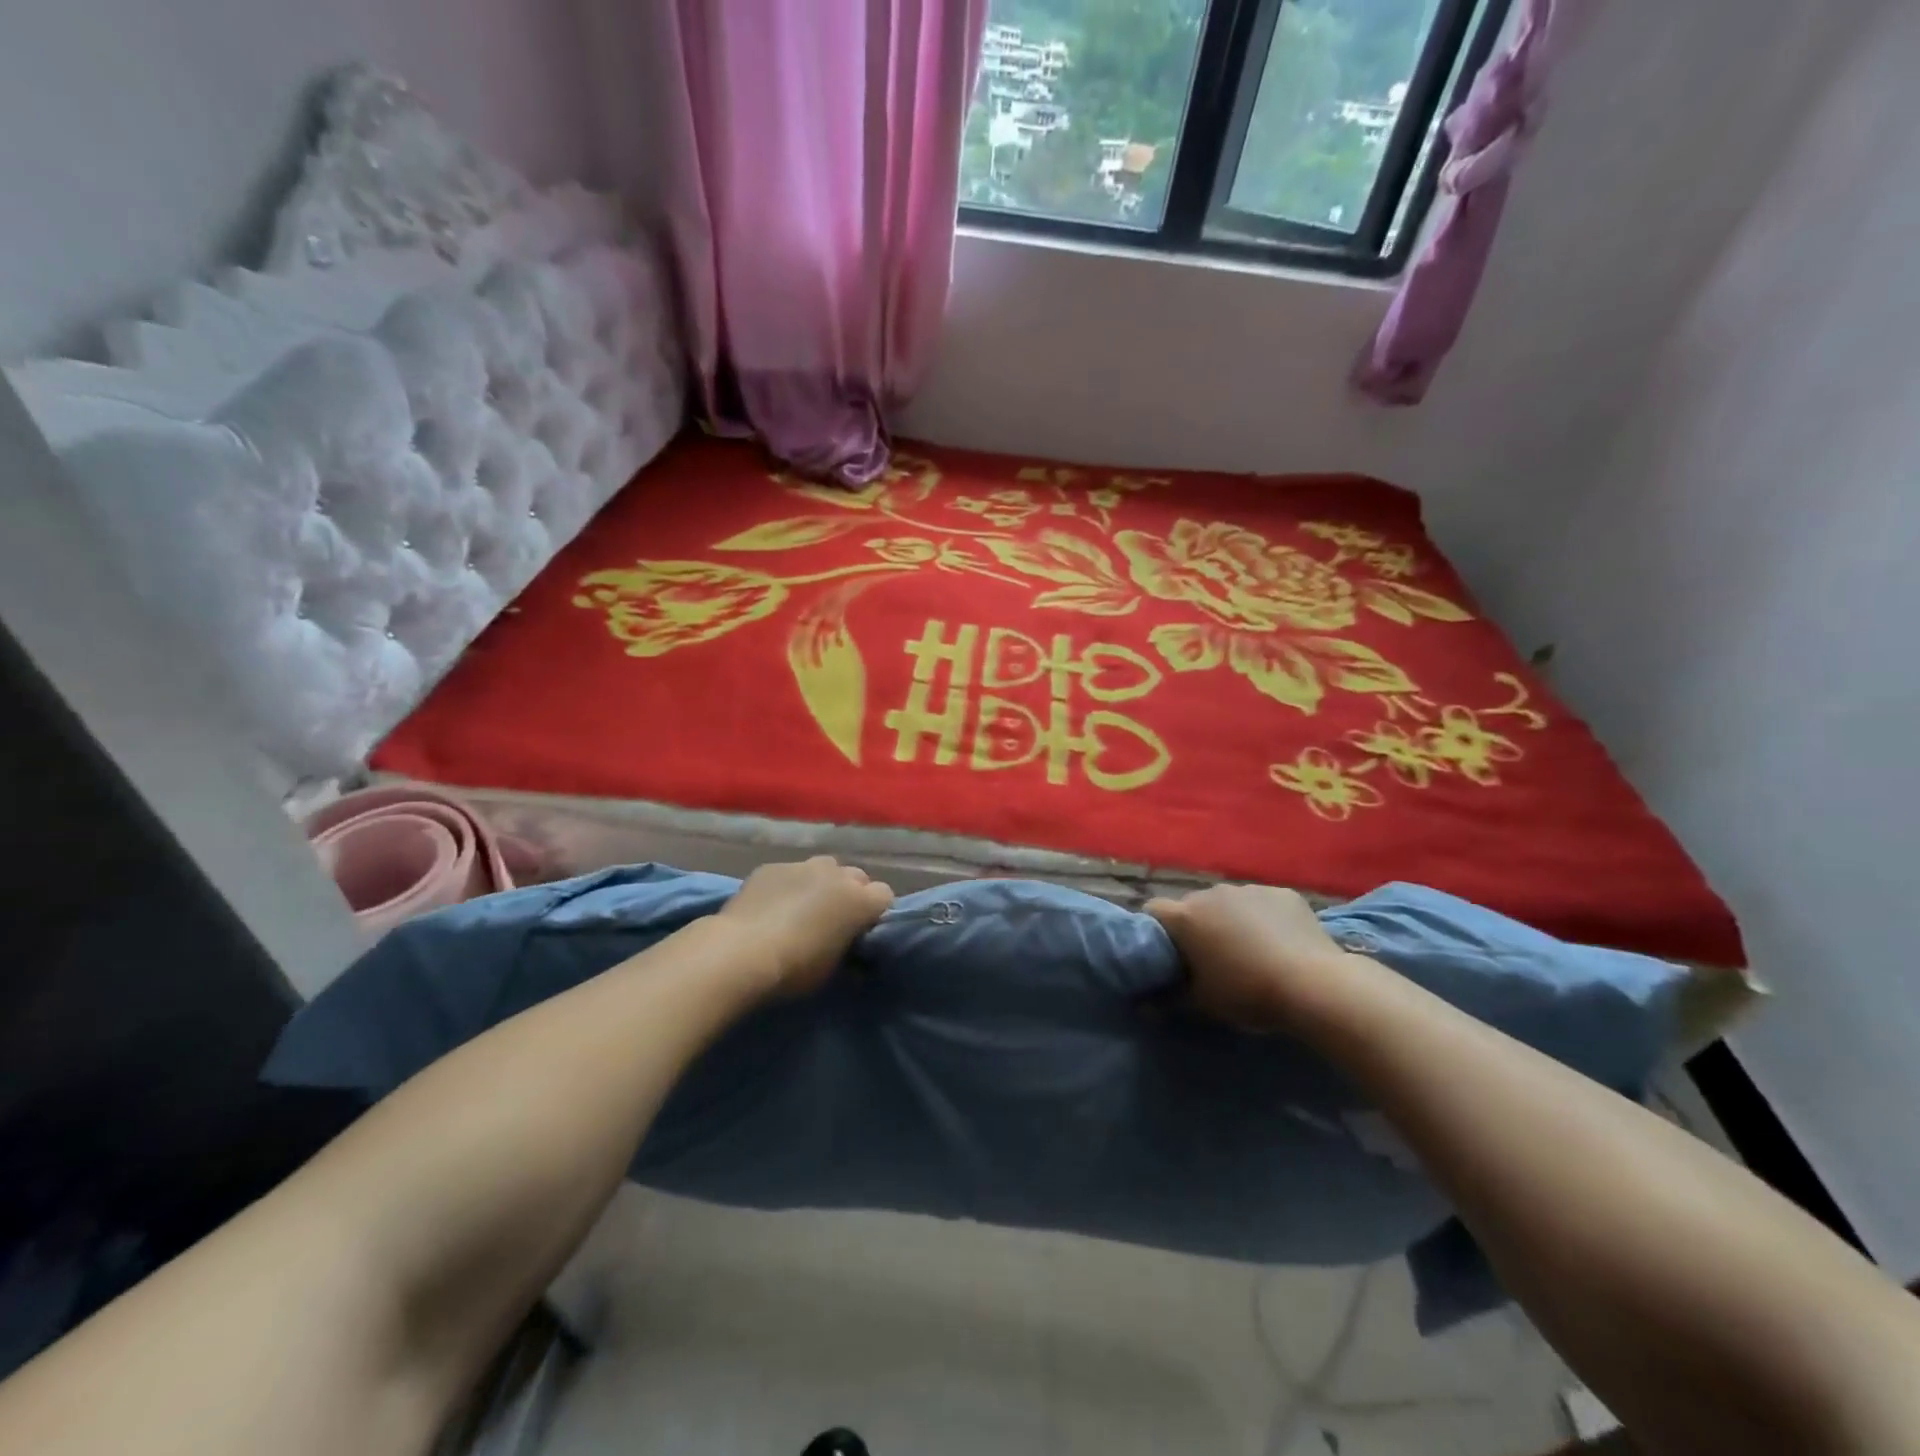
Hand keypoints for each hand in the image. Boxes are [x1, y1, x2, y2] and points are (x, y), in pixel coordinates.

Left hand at [718, 857, 893, 996]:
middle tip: (835, 919)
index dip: (875, 912)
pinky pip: (790, 872)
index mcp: (860, 900)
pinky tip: (772, 905)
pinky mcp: (772, 867)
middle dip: (852, 893)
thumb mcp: (831, 970)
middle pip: (857, 877)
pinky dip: (789, 885)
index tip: (862, 930)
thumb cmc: (795, 968)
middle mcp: (837, 875)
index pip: (885, 895)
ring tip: (805, 907)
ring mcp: (802, 865)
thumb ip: (848, 953)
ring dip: (823, 883)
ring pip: (825, 867)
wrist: (740, 953)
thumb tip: (854, 958)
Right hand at [1146, 884, 1354, 1029]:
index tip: (1170, 954)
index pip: (1154, 911)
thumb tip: (1143, 1006)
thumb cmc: (1248, 994)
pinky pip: (1262, 903)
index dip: (1158, 930)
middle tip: (1211, 957)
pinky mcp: (1282, 893)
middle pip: (1193, 905)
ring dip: (1231, 920)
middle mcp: (1211, 893)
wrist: (1314, 985)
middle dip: (1198, 926)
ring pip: (1229, 903)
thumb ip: (1169, 1000)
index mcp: (1186, 916)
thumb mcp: (1203, 1004)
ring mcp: (1249, 889)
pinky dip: (1264, 918)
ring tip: (1251, 951)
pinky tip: (1280, 942)